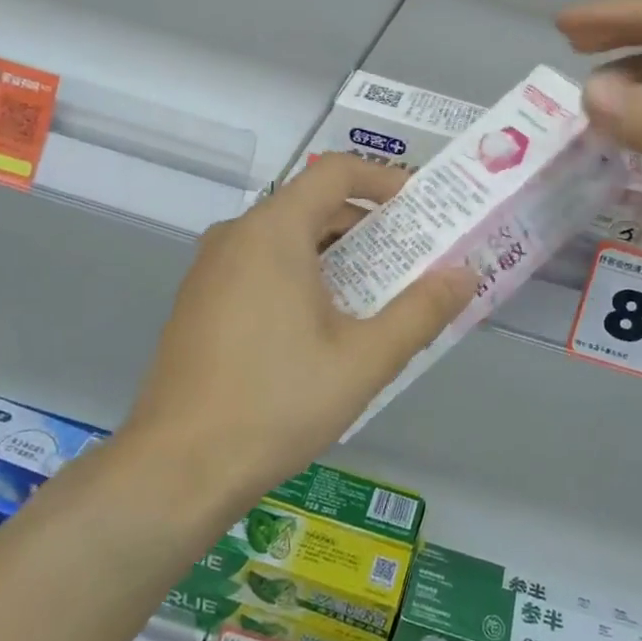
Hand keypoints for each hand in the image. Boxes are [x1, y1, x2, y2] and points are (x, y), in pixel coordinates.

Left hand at [126, 154, 475, 509]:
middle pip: (314, 204)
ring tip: (381, 294)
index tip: (423, 210)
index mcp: (273, 231)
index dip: (386, 180)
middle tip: (414, 259)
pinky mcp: (200, 301)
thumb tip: (465, 274)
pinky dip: (304, 274)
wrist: (176, 469)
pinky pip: (262, 265)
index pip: (337, 172)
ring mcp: (211, 268)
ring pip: (288, 237)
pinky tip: (327, 324)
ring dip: (339, 254)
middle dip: (370, 226)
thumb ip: (421, 311)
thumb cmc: (277, 403)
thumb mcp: (364, 359)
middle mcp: (236, 235)